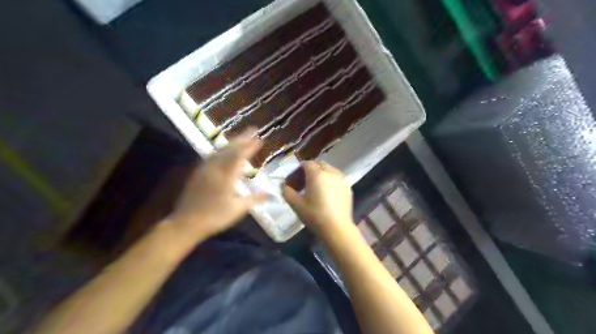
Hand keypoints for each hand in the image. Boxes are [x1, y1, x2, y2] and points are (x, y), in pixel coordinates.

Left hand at [167, 128, 269, 242]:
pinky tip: (225, 151)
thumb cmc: (215, 217)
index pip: (240, 156)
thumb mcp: (238, 209)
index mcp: (226, 177)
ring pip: (220, 150)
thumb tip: (271, 194)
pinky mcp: (198, 172)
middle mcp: (215, 169)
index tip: (259, 139)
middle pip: (229, 149)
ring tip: (241, 137)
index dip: (250, 147)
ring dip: (232, 142)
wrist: (186, 223)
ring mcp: (205, 169)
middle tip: (252, 129)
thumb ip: (254, 199)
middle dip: (242, 138)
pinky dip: (222, 150)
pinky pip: (213, 156)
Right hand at [282, 161, 351, 239]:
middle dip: (310, 170)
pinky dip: (330, 181)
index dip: (298, 170)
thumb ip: (287, 192)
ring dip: (321, 175)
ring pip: (329, 170)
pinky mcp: (348, 187)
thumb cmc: (315, 216)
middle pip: (319, 165)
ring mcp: (341, 179)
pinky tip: (327, 194)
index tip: (294, 181)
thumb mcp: (296, 205)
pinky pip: (336, 178)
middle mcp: (330, 172)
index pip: (306, 164)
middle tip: (304, 183)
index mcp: (317, 174)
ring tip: (316, 188)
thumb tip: (285, 186)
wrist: (337, 229)